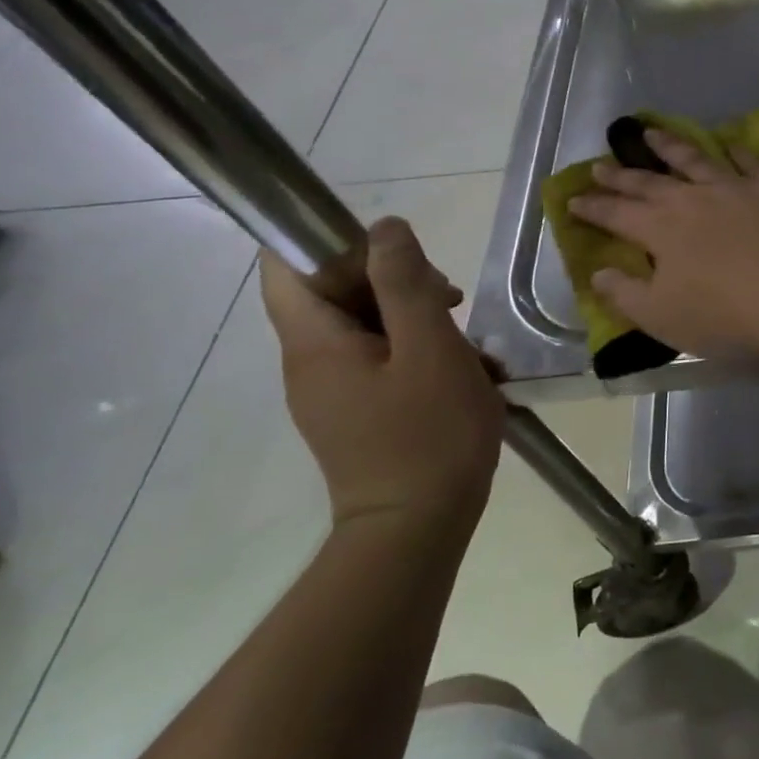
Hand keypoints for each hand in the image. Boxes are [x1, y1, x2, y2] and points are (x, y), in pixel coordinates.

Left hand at [261, 217, 505, 529]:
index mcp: (315, 343)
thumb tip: (385, 227)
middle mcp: (311, 363)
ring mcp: (335, 392)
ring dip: (418, 319)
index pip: (288, 265)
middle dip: (395, 281)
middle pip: (335, 293)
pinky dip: (421, 354)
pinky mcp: (360, 413)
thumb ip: (406, 283)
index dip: (335, 242)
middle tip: (450, 299)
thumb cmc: (428, 434)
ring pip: (367, 327)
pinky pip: (382, 362)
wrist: (418, 530)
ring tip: (470, 342)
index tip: (398, 252)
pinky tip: (468, 373)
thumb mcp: (430, 348)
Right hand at [568, 130, 758, 356]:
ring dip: (670, 146)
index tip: (573, 199)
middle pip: (651, 182)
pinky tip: (729, 143)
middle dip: (622, 174)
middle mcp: (694, 199)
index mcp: (661, 230)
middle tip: (602, 163)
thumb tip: (598, 274)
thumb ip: (626, 295)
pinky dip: (736, 151)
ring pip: (696, 159)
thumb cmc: (727, 315)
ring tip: (651, 133)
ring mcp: (737, 187)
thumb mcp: (663, 317)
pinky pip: (752, 161)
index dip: (593, 208)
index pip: (617, 215)